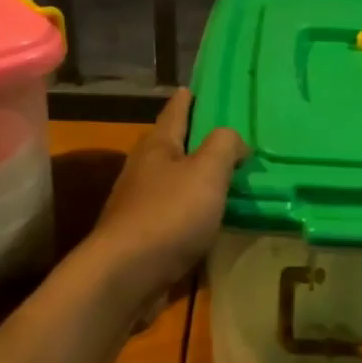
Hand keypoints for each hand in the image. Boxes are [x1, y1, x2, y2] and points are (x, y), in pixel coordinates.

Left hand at [83, 88, 246, 302]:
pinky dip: (196, 211)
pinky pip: (178, 215)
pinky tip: (214, 218)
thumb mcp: (206, 171)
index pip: (175, 112)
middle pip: (173, 147)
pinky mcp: (146, 238)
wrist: (127, 276)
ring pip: (176, 183)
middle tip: (229, 136)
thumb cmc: (169, 215)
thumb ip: (224, 146)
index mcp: (157, 147)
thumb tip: (234, 139)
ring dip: (198, 179)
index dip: (188, 99)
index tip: (197, 87)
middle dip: (197, 140)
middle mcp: (145, 171)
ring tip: (229, 177)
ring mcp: (142, 206)